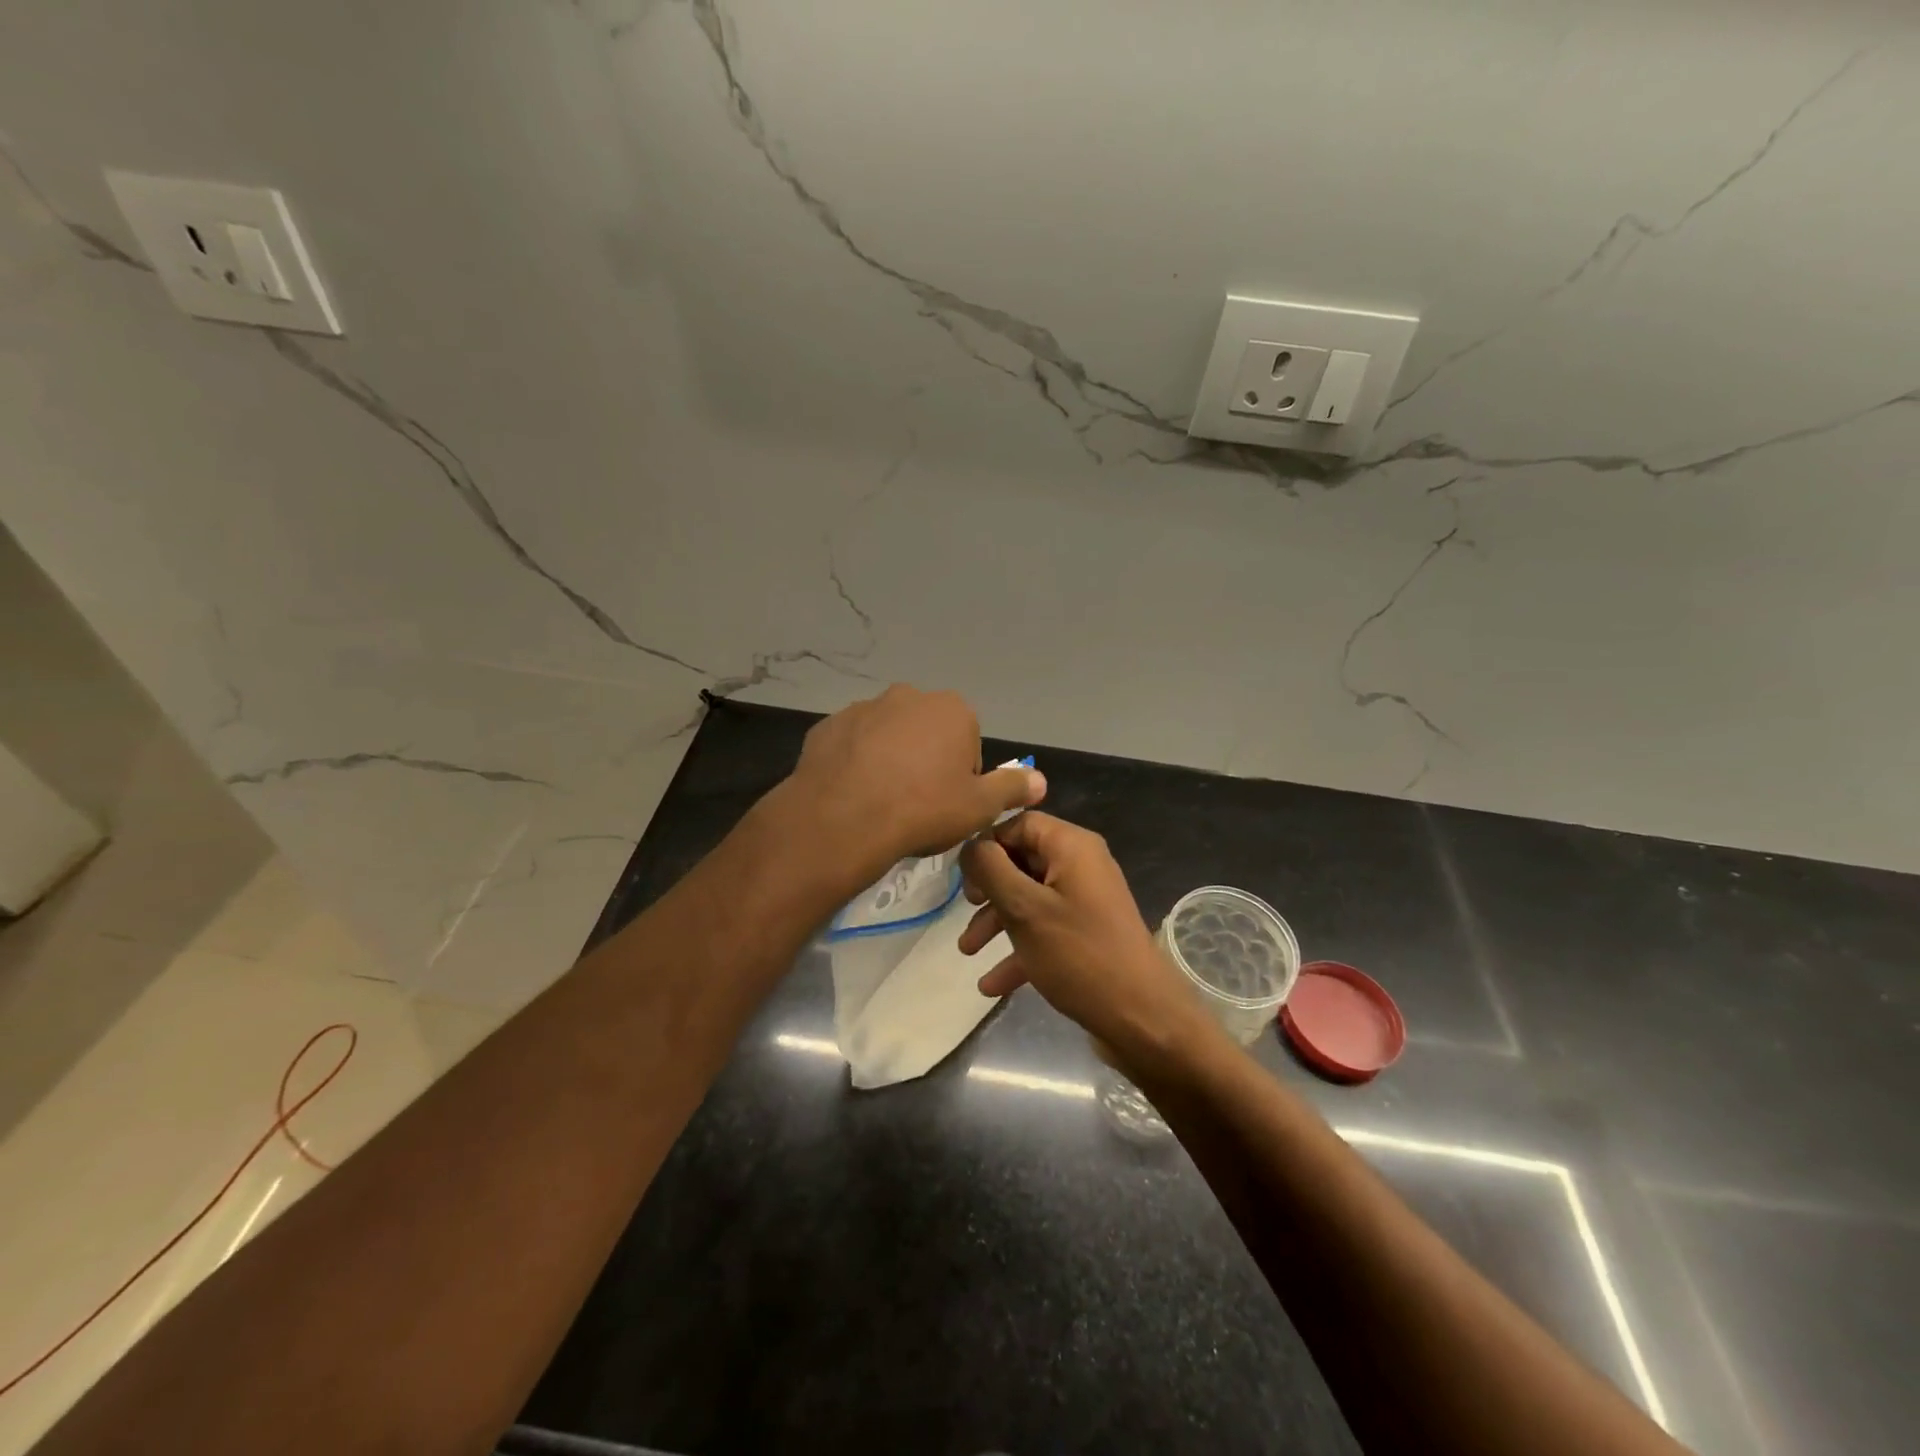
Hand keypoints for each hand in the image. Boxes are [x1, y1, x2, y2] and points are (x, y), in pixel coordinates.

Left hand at [781, 685, 1045, 882]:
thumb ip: (1013, 788)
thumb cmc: (923, 809)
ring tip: (881, 802)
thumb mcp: (980, 807)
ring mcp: (863, 708)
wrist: (843, 819)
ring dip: (889, 760)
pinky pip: (851, 746)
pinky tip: (852, 794)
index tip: (948, 805)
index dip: (962, 778)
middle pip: (927, 734)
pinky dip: (855, 764)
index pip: (968, 743)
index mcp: (952, 710)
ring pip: (887, 737)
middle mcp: (908, 697)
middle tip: (917, 805)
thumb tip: (1041, 780)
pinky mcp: (827, 726)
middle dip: (925, 762)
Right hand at [958, 812, 1215, 1070]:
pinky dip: (1019, 950)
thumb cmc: (1079, 954)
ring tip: (968, 952)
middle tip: (965, 909)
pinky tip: (991, 985)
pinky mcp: (1087, 935)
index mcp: (1071, 847)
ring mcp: (1085, 902)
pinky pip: (1045, 930)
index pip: (1020, 823)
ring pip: (1030, 899)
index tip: (963, 876)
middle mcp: (1081, 866)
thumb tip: (970, 846)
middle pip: (1022, 861)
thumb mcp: (1024, 908)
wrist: (1141, 1017)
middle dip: (988, 889)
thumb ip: (990, 870)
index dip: (988, 845)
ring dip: (997, 922)